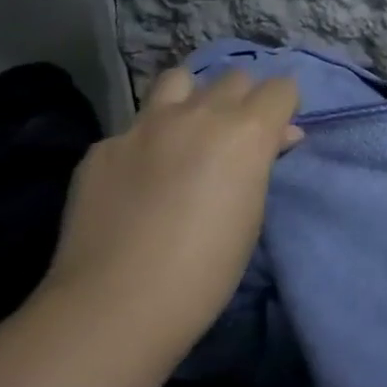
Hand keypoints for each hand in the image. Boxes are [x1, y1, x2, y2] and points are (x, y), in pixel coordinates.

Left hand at [38, 69, 302, 349]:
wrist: (113, 309)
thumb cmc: (205, 271)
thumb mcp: (252, 213)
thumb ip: (261, 162)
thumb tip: (276, 137)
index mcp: (246, 130)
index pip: (281, 87)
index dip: (283, 108)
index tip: (278, 135)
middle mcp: (199, 114)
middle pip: (234, 77)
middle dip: (242, 100)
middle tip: (234, 138)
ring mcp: (145, 125)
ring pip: (179, 79)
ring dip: (191, 99)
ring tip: (185, 132)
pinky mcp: (103, 147)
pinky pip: (133, 129)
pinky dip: (143, 144)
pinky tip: (135, 181)